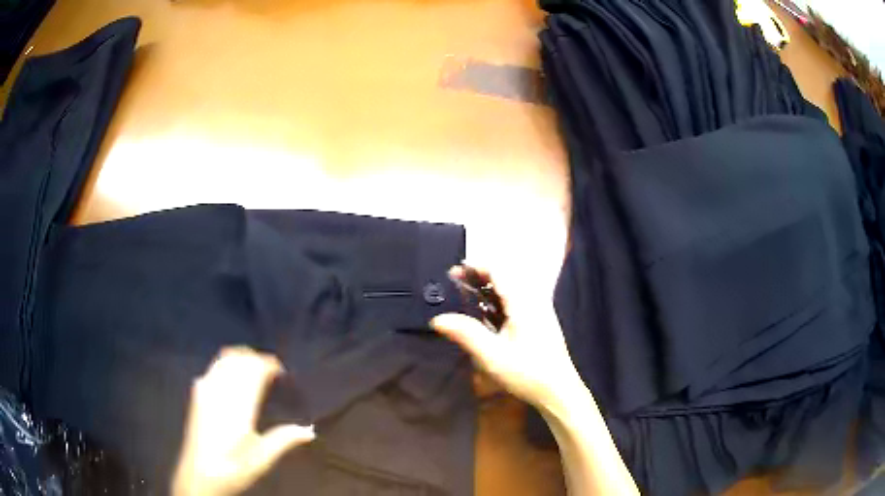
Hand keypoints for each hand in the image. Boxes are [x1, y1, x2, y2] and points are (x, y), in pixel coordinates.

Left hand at [172, 347, 315, 495]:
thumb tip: (309, 430)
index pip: (253, 372)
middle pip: (238, 361)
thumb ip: (283, 440)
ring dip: (239, 358)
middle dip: (255, 358)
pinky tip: (230, 372)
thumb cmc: (233, 469)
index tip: (280, 369)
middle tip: (270, 368)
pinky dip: (225, 363)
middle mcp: (221, 394)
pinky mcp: (197, 396)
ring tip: (253, 365)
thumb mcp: (262, 460)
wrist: (198, 475)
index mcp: (239, 408)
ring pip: (223, 361)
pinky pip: (212, 368)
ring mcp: (205, 392)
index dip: (267, 364)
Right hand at [432, 266, 589, 415]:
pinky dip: (496, 301)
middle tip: (455, 281)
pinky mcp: (538, 322)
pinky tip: (484, 314)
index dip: (476, 267)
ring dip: (487, 289)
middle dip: (479, 276)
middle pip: (505, 277)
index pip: (499, 272)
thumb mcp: (492, 356)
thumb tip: (437, 319)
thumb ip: (465, 334)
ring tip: (465, 294)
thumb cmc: (527, 373)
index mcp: (524, 303)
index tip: (454, 271)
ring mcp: (538, 311)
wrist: (558, 391)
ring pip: (510, 290)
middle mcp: (533, 301)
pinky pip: (515, 302)